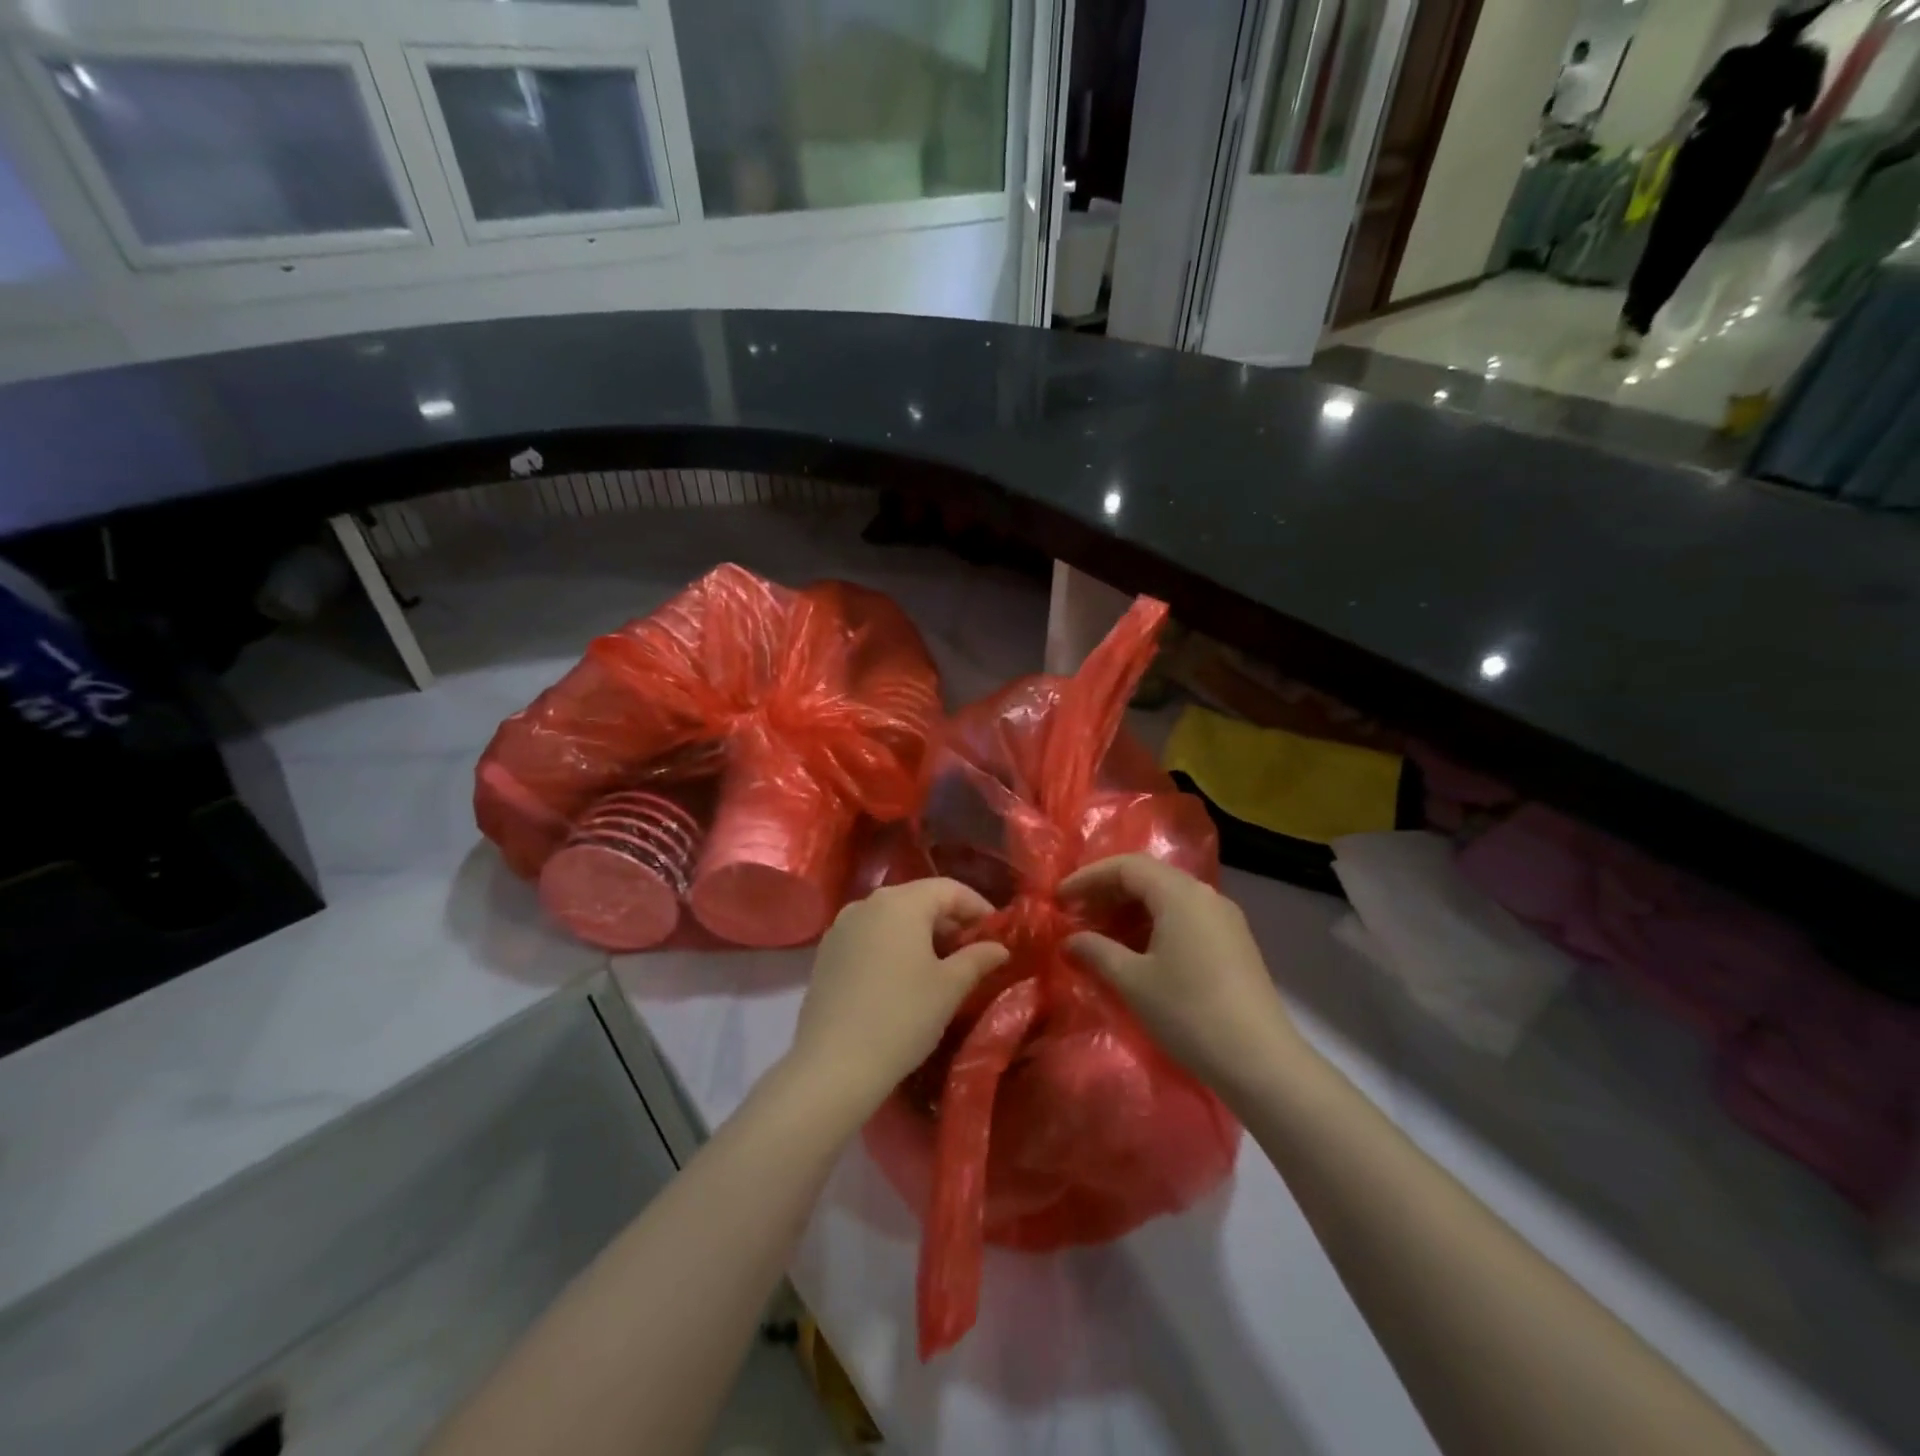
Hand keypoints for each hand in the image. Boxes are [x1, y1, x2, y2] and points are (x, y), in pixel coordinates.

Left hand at [784, 879, 1008, 1129]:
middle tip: (974, 950)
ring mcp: (842, 927)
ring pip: (892, 918)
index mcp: (900, 902)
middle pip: (919, 899)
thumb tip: (999, 947)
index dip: (978, 906)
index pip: (949, 889)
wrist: (833, 1065)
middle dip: (950, 921)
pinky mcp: (827, 953)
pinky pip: (870, 937)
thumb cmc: (902, 1017)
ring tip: (942, 965)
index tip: (999, 931)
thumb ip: (978, 958)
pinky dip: (893, 946)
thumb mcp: (950, 988)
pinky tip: (904, 977)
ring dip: (921, 934)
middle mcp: (867, 903)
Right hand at [1061, 855, 1301, 1098]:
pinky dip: (1155, 924)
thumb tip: (1070, 940)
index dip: (1088, 877)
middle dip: (1108, 891)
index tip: (1060, 898)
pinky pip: (1186, 917)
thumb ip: (1096, 951)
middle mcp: (1205, 895)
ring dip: (1131, 910)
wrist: (1261, 1061)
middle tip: (1076, 914)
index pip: (1126, 866)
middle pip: (1148, 877)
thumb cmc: (1189, 1013)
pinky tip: (1138, 951)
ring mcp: (1224, 918)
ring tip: (1101, 934)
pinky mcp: (1234, 943)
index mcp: (1180, 894)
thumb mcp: (1133, 981)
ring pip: (1168, 898)